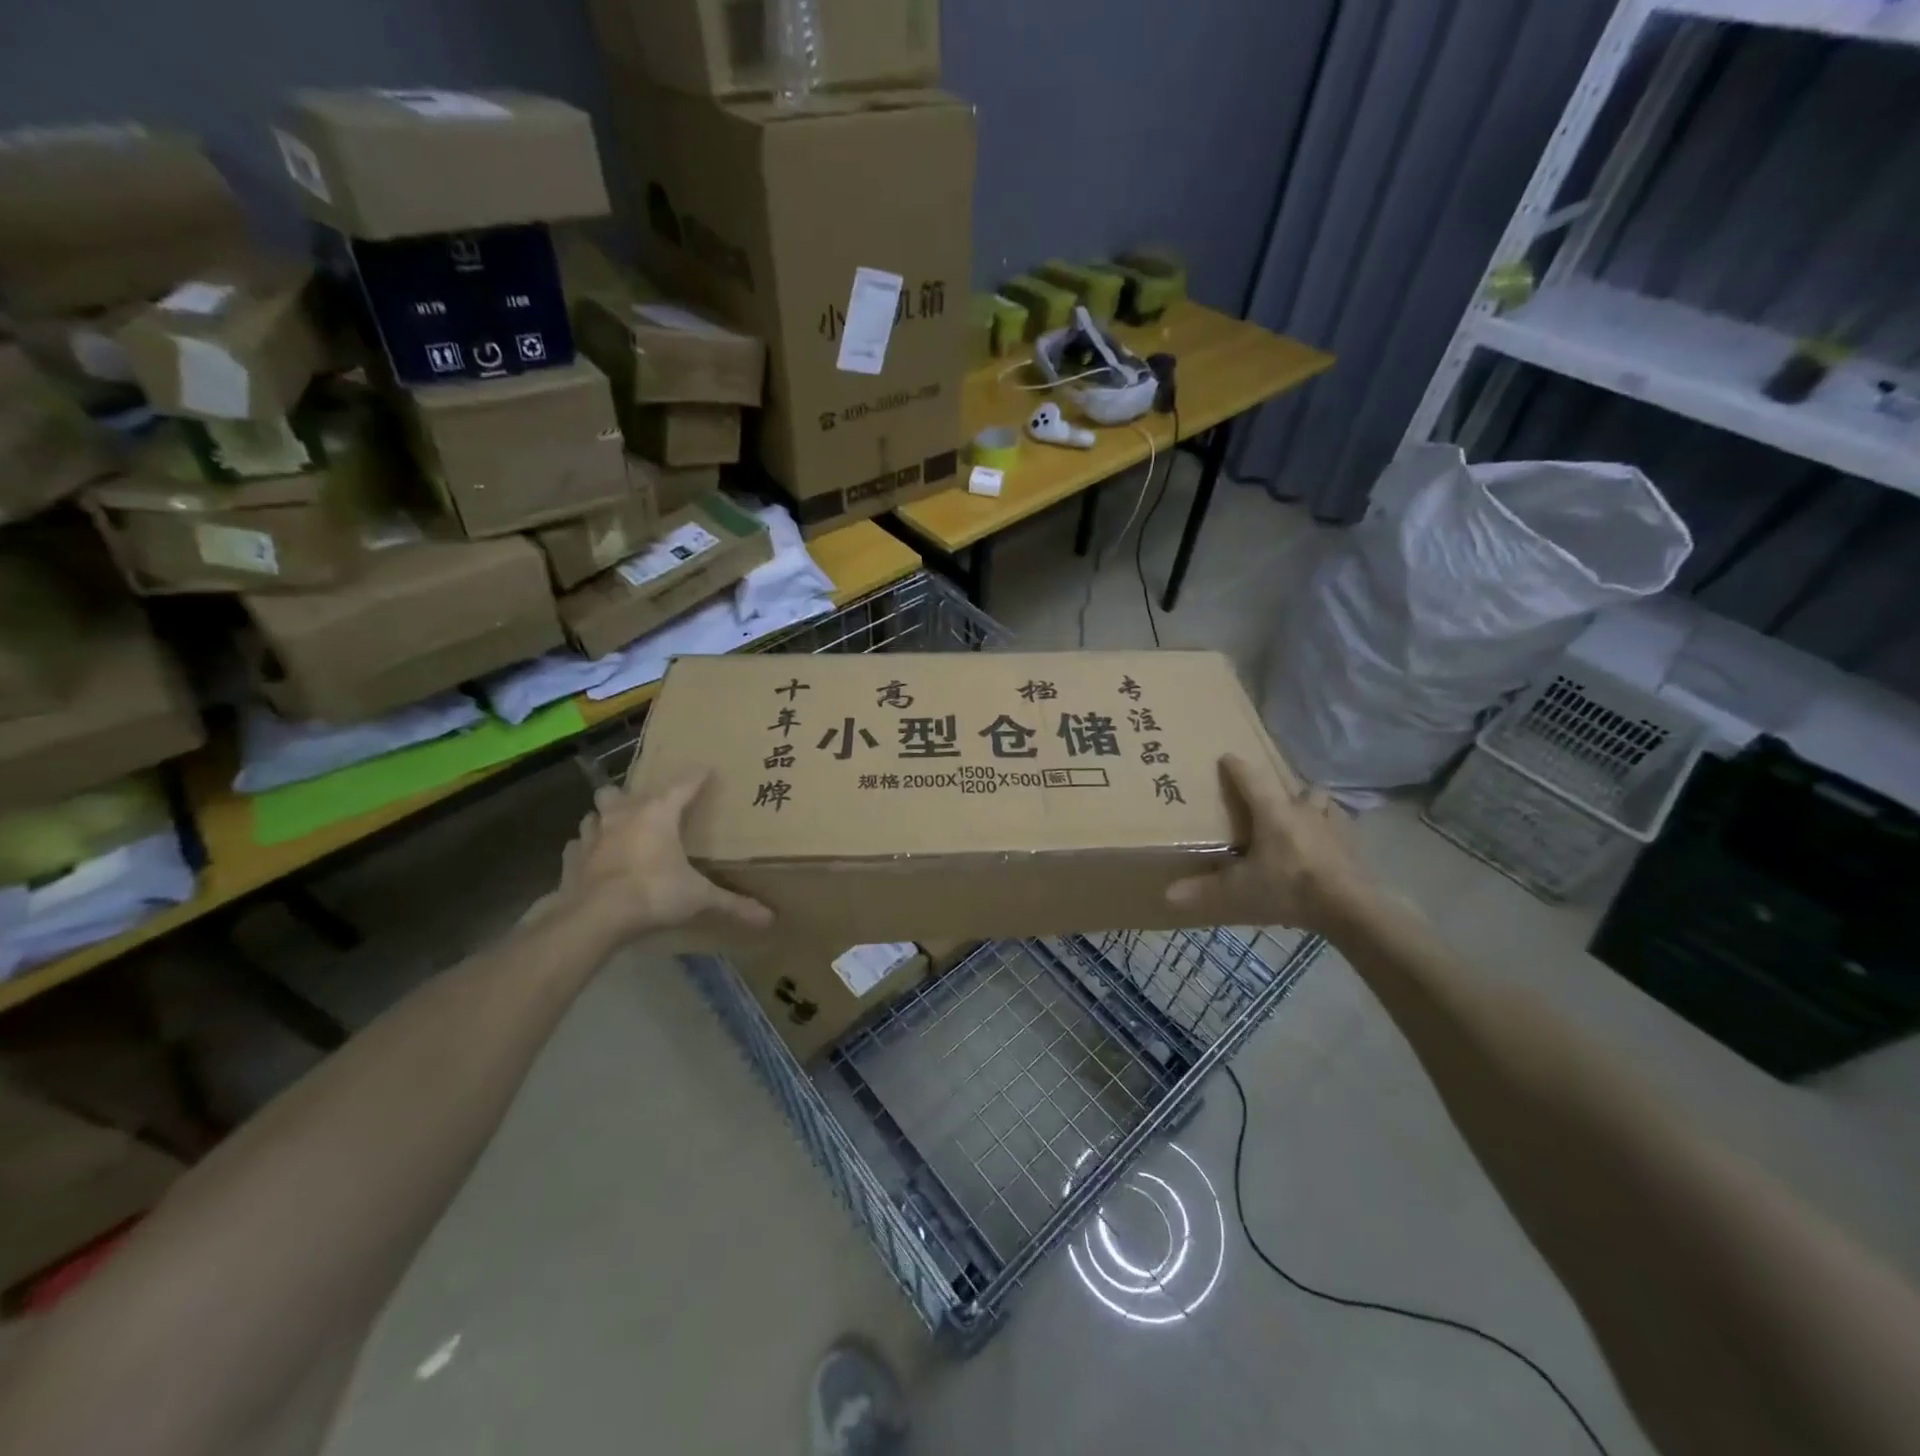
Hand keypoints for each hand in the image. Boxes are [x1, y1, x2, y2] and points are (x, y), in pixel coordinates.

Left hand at [524, 770, 772, 952]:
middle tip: (647, 807)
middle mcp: (623, 816)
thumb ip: (733, 905)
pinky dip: (586, 849)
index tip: (706, 771)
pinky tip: (594, 859)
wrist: (594, 917)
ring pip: (595, 813)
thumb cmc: (653, 894)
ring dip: (606, 818)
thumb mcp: (699, 898)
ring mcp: (592, 836)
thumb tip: (771, 919)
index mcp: (658, 814)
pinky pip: (577, 846)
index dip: (697, 778)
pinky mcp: (570, 859)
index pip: (683, 786)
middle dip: (632, 795)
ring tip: (618, 830)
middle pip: (622, 791)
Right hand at [1166, 754, 1368, 934]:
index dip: (1237, 767)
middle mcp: (1303, 810)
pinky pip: (1340, 827)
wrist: (1349, 907)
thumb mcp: (1239, 892)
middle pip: (1294, 787)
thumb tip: (1166, 895)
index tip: (1227, 757)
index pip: (1251, 780)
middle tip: (1270, 799)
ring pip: (1322, 802)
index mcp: (1273, 813)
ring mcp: (1332, 826)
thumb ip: (1204, 890)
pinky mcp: (1352, 845)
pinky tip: (1326, 844)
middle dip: (1282, 789)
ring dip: (1312, 804)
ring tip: (1302, 817)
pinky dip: (1331, 830)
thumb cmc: (1288, 888)